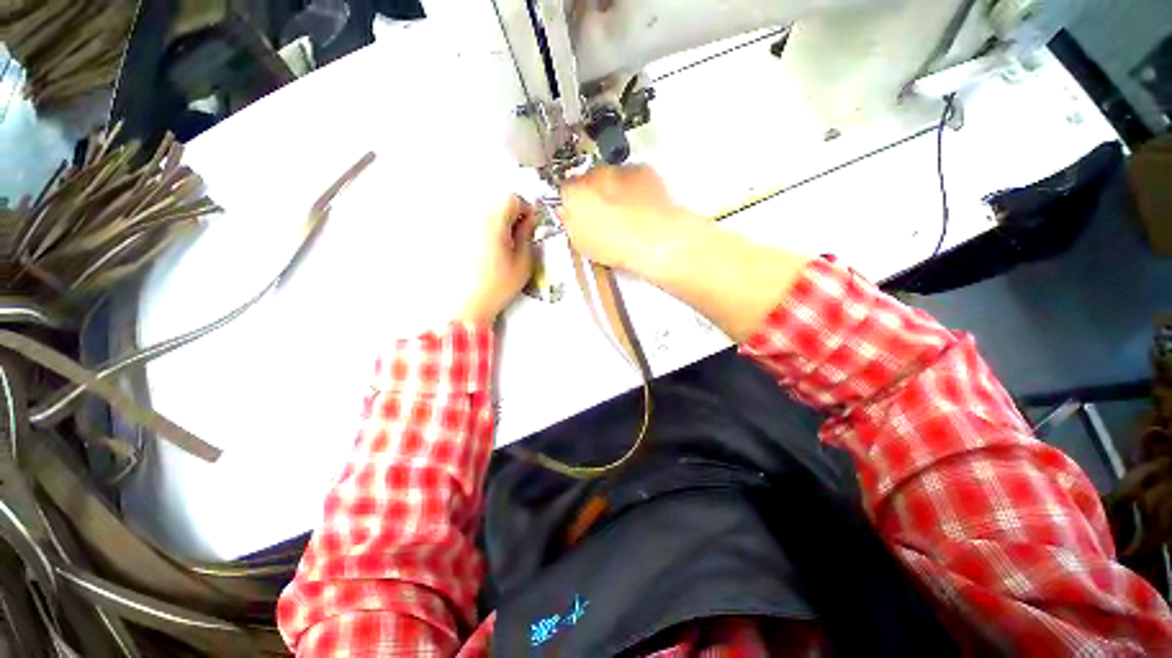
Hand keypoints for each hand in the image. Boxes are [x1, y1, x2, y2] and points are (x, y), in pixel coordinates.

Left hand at [456, 195, 536, 324]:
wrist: (468, 305)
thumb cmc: (497, 286)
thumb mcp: (523, 263)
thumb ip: (527, 237)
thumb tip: (530, 221)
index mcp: (493, 222)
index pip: (511, 198)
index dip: (525, 210)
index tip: (529, 226)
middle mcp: (473, 217)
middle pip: (495, 202)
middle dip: (510, 215)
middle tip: (517, 236)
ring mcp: (459, 225)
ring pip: (483, 212)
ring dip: (497, 222)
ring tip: (501, 245)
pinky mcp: (452, 235)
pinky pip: (471, 222)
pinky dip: (482, 230)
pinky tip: (485, 250)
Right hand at [559, 165, 703, 272]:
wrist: (655, 239)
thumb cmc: (618, 246)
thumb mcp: (582, 244)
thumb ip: (570, 224)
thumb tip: (567, 215)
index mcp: (574, 193)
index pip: (564, 191)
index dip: (571, 204)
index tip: (577, 214)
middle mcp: (594, 174)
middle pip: (586, 180)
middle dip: (592, 195)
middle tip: (602, 216)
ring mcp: (619, 170)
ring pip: (610, 177)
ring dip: (613, 190)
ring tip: (623, 214)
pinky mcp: (643, 170)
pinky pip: (633, 176)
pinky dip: (634, 188)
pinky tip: (639, 207)